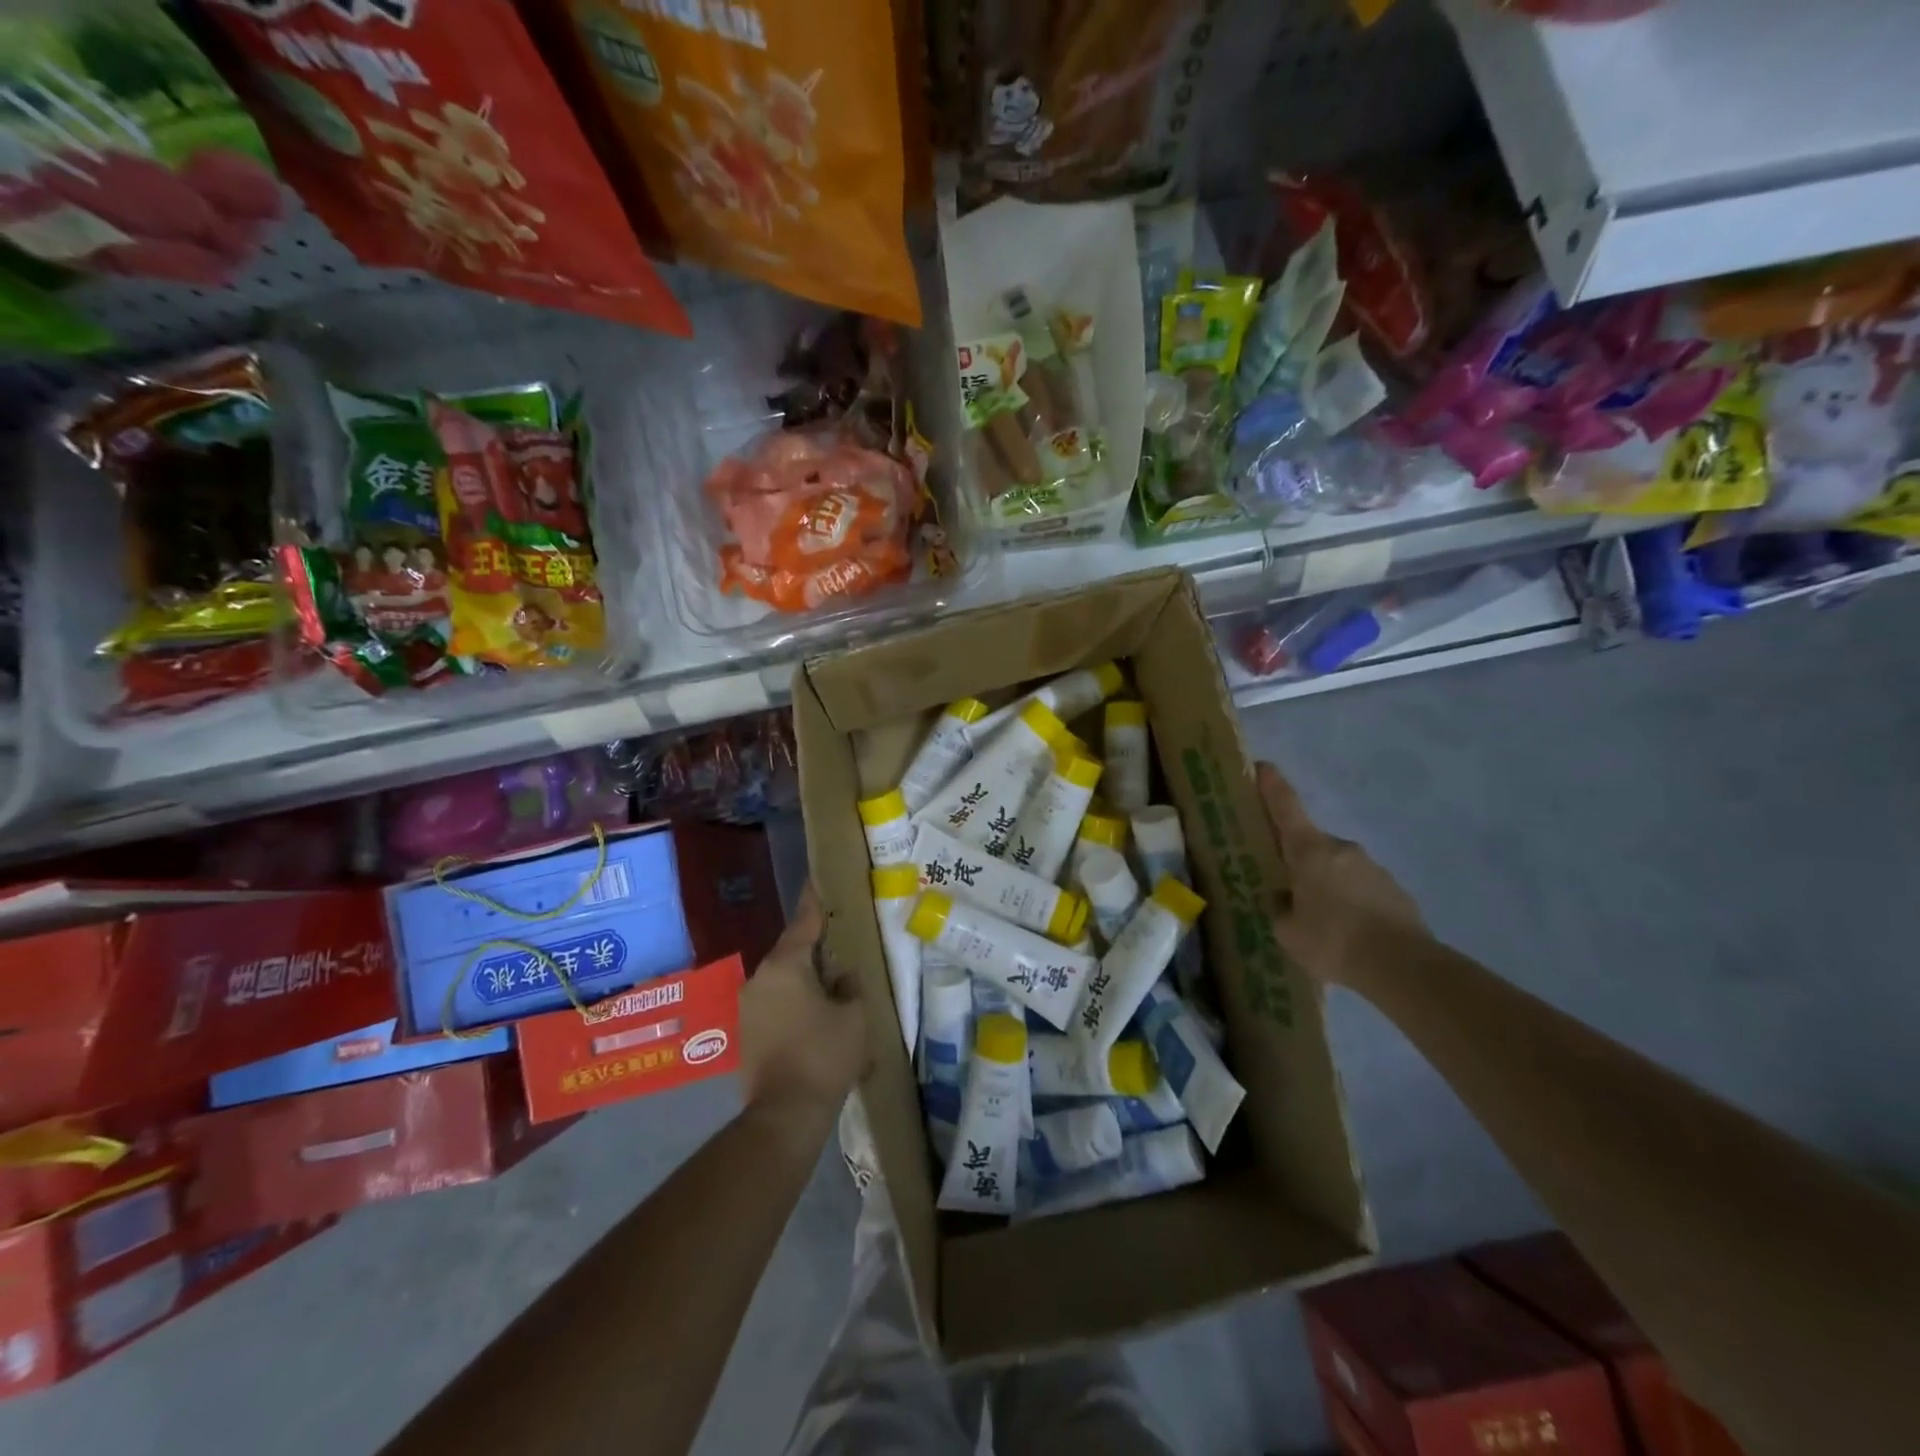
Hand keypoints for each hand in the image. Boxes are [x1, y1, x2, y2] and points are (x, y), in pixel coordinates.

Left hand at [739, 884, 867, 1124]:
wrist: (785, 1114)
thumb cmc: (824, 1055)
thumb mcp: (854, 1015)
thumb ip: (850, 986)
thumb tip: (841, 977)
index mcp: (786, 965)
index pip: (803, 922)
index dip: (814, 901)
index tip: (816, 879)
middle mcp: (760, 978)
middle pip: (791, 952)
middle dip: (814, 949)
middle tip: (838, 945)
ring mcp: (748, 1006)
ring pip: (782, 980)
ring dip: (803, 980)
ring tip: (830, 986)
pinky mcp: (745, 1033)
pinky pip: (775, 1004)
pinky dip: (793, 1003)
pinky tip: (813, 1017)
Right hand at [1258, 761, 1423, 984]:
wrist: (1403, 967)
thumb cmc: (1333, 941)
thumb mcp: (1287, 930)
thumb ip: (1281, 908)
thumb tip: (1284, 898)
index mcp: (1309, 850)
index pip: (1285, 805)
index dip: (1271, 784)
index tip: (1261, 766)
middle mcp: (1341, 848)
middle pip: (1310, 843)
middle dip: (1297, 859)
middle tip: (1284, 886)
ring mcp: (1373, 867)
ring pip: (1337, 868)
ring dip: (1325, 884)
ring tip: (1319, 921)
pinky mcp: (1395, 890)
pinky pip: (1361, 889)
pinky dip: (1350, 903)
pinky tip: (1347, 933)